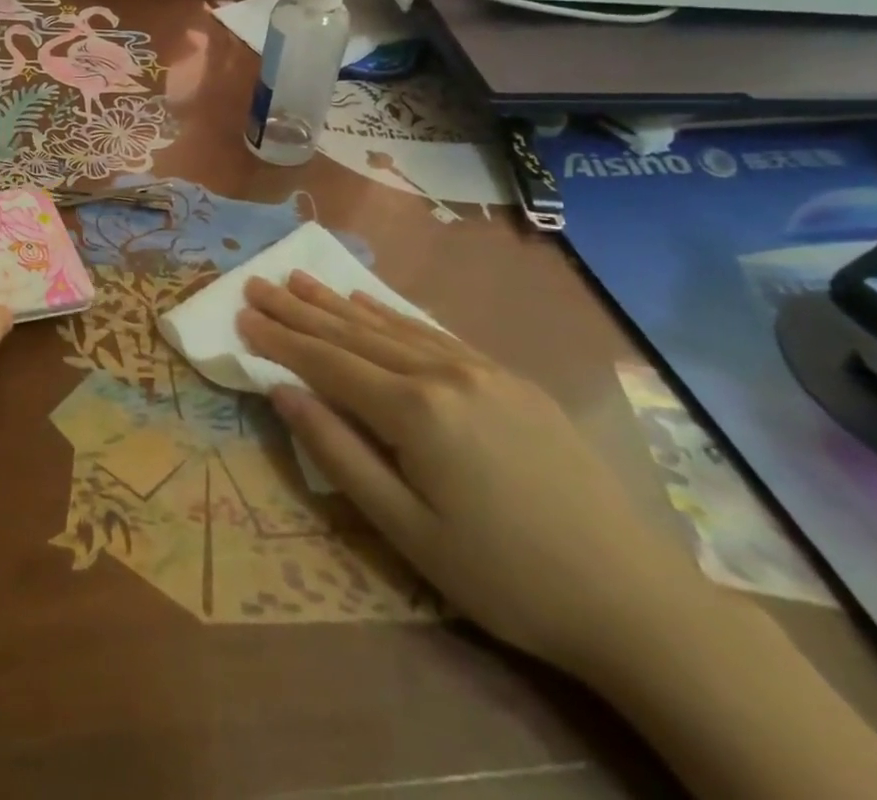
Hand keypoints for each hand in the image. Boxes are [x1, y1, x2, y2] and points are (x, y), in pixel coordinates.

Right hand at [238, 272, 711, 676]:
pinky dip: (391, 314)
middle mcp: (443, 373)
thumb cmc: (504, 575)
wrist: (635, 599)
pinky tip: (368, 301)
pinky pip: (433, 332)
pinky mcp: (509, 378)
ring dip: (338, 302)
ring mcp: (481, 369)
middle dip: (299, 308)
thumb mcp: (407, 530)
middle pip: (353, 333)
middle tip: (257, 282)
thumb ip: (338, 452)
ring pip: (391, 325)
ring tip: (299, 278)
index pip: (327, 362)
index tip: (241, 314)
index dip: (280, 339)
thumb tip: (281, 392)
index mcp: (415, 410)